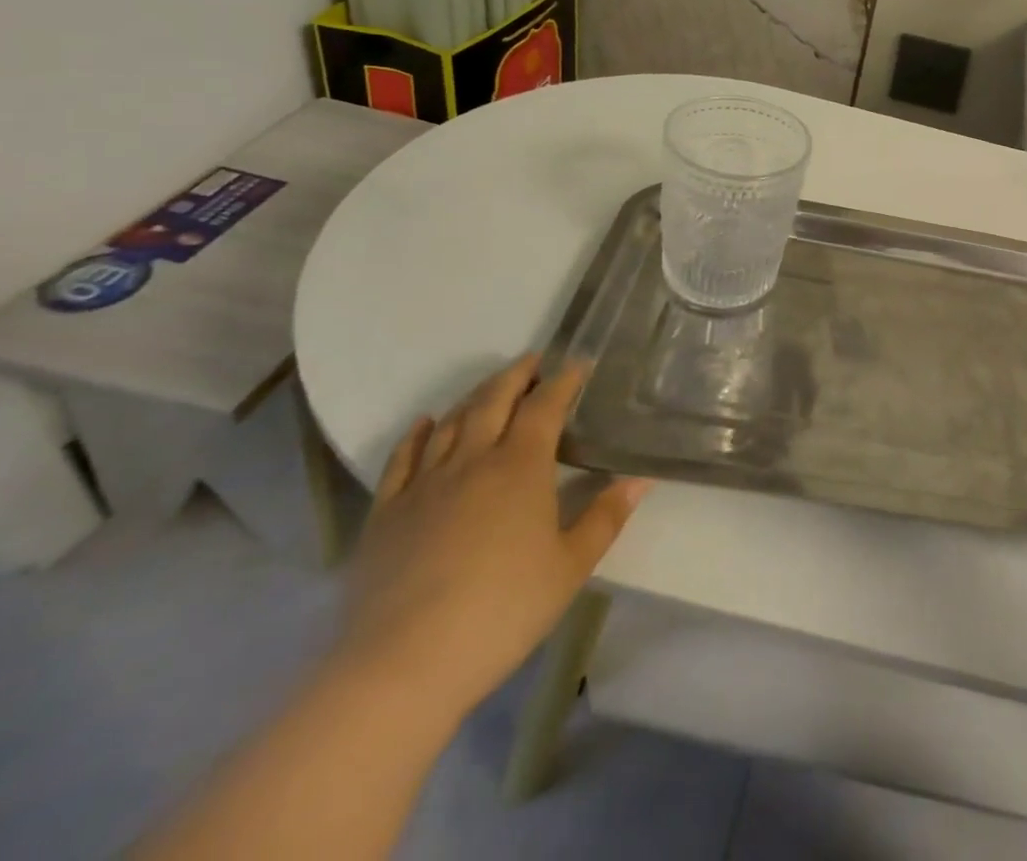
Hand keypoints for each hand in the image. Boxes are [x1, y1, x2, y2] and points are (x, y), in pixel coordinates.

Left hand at [332, 356, 649, 724]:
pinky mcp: (386, 514)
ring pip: (451, 422)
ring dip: (474, 397)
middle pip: (494, 400)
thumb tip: (640, 479)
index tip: (578, 364)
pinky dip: (417, 434)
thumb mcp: (570, 567)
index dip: (564, 381)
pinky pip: (402, 459)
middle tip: (533, 361)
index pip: (546, 406)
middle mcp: (473, 460)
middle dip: (517, 375)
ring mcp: (424, 484)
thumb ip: (605, 518)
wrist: (402, 665)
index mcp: (521, 467)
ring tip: (491, 387)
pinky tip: (426, 423)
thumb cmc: (502, 611)